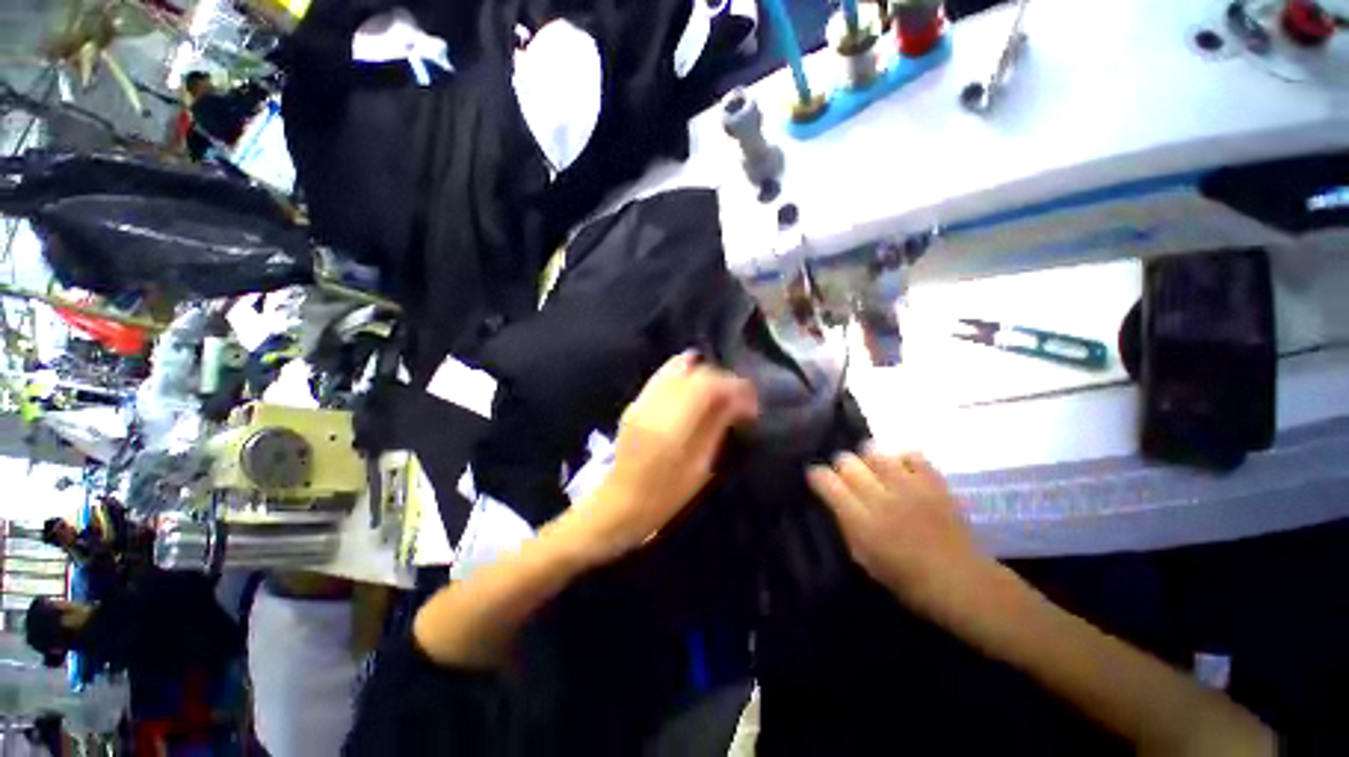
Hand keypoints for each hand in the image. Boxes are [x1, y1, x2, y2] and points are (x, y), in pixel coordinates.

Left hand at [569, 352, 758, 561]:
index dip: (733, 386)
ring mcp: (641, 400)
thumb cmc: (665, 495)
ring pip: (677, 367)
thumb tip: (738, 401)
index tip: (750, 400)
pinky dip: (685, 375)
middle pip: (693, 371)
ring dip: (703, 374)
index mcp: (671, 426)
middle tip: (737, 397)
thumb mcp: (700, 467)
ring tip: (718, 391)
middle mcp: (654, 405)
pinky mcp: (635, 401)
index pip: (707, 385)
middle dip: (721, 378)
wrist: (620, 502)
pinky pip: (663, 375)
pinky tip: (695, 389)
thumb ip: (716, 427)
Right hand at [807, 450, 987, 609]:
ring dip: (867, 458)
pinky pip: (910, 454)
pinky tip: (901, 470)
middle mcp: (882, 499)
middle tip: (846, 476)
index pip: (827, 482)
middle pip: (847, 461)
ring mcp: (910, 487)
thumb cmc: (908, 580)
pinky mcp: (934, 482)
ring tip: (872, 470)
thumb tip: (834, 500)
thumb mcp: (865, 559)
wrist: (963, 582)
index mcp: (862, 523)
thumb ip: (846, 525)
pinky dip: (901, 458)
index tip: (817, 477)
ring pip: (874, 452)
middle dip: (841, 465)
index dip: (816, 475)